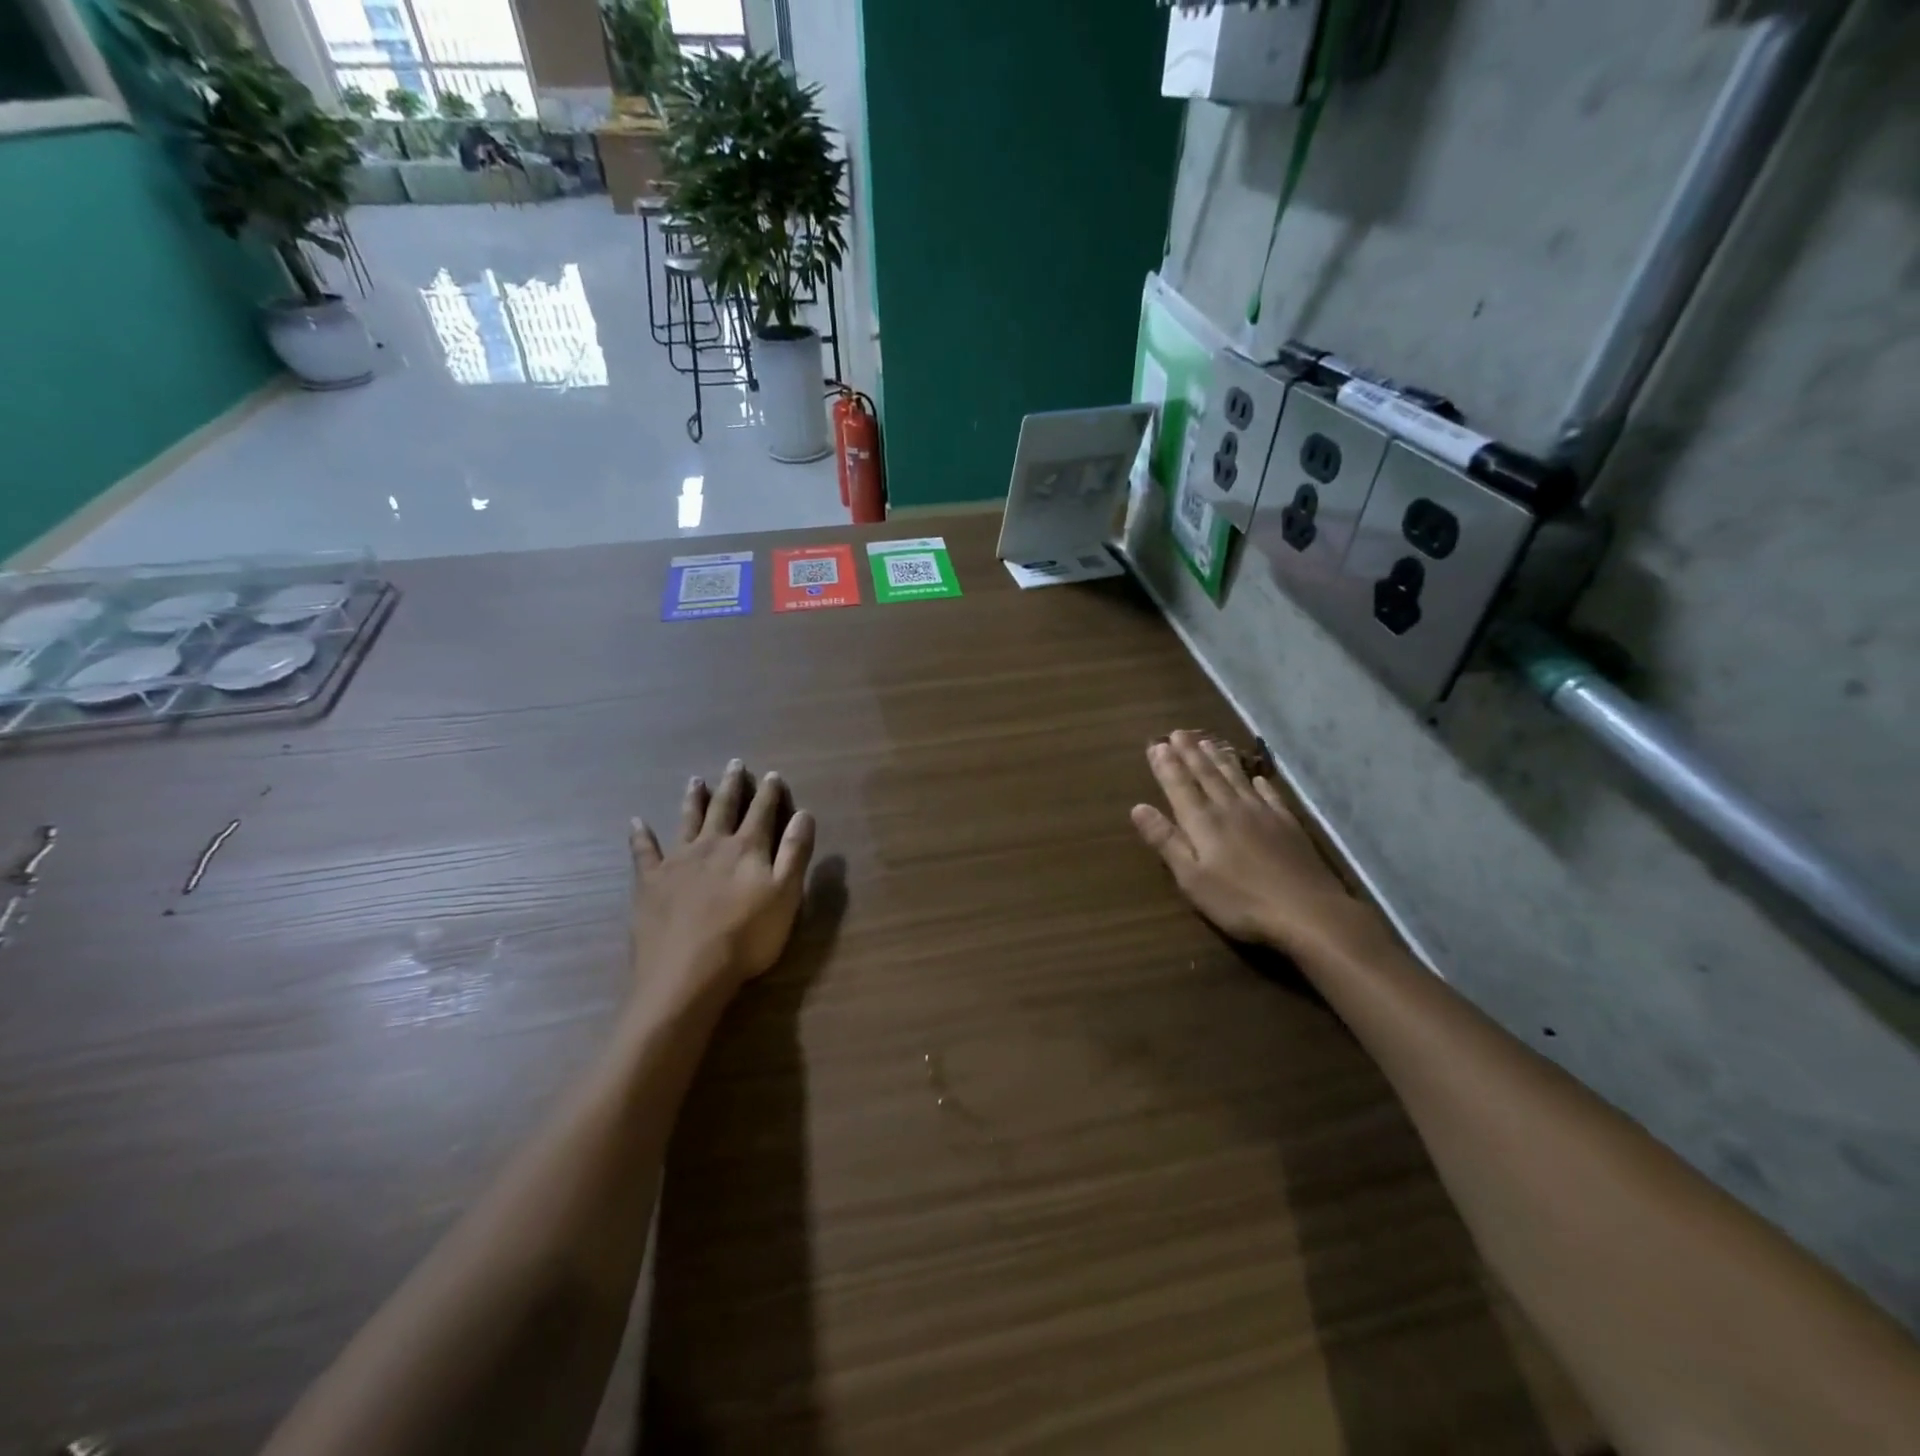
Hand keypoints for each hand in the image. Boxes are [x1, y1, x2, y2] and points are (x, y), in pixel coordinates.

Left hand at [629, 759, 816, 1004]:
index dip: (769, 793)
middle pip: (724, 808)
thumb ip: (796, 852)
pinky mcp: (650, 882)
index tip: (772, 774)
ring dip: (693, 799)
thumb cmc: (747, 937)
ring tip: (695, 780)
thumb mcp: (786, 895)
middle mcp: (712, 845)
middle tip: (734, 763)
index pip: (763, 812)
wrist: (688, 973)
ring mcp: (677, 861)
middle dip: (732, 785)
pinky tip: (636, 822)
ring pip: (687, 821)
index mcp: (747, 848)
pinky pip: (643, 852)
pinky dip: (640, 836)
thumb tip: (804, 813)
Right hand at [1131, 731, 1387, 960]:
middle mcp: (1230, 808)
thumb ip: (1166, 841)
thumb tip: (1138, 807)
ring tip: (1208, 742)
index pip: (1179, 786)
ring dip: (1219, 759)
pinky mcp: (1287, 824)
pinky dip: (1259, 783)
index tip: (1156, 744)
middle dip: (1190, 753)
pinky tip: (1256, 778)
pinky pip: (1269, 795)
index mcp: (1203, 822)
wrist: (1306, 911)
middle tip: (1178, 732)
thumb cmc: (1239, 900)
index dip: (1166, 765)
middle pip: (1206, 775)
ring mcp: (1262, 814)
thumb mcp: (1192, 877)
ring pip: (1235, 778)